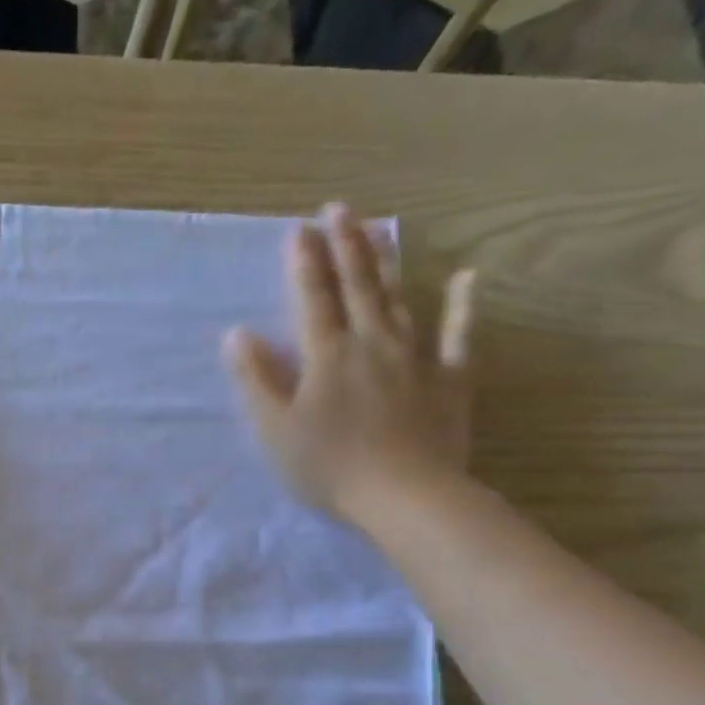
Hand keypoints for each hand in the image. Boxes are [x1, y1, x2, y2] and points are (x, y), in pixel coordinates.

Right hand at [224, 203, 475, 527]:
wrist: (405, 496)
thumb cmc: (329, 466)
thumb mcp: (276, 428)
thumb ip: (256, 379)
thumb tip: (237, 334)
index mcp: (327, 355)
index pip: (312, 298)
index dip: (304, 262)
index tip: (298, 228)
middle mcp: (371, 343)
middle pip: (357, 286)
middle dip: (345, 245)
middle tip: (339, 208)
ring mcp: (415, 358)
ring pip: (398, 300)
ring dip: (385, 263)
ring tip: (377, 229)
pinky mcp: (449, 380)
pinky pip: (458, 336)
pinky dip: (462, 306)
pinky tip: (467, 278)